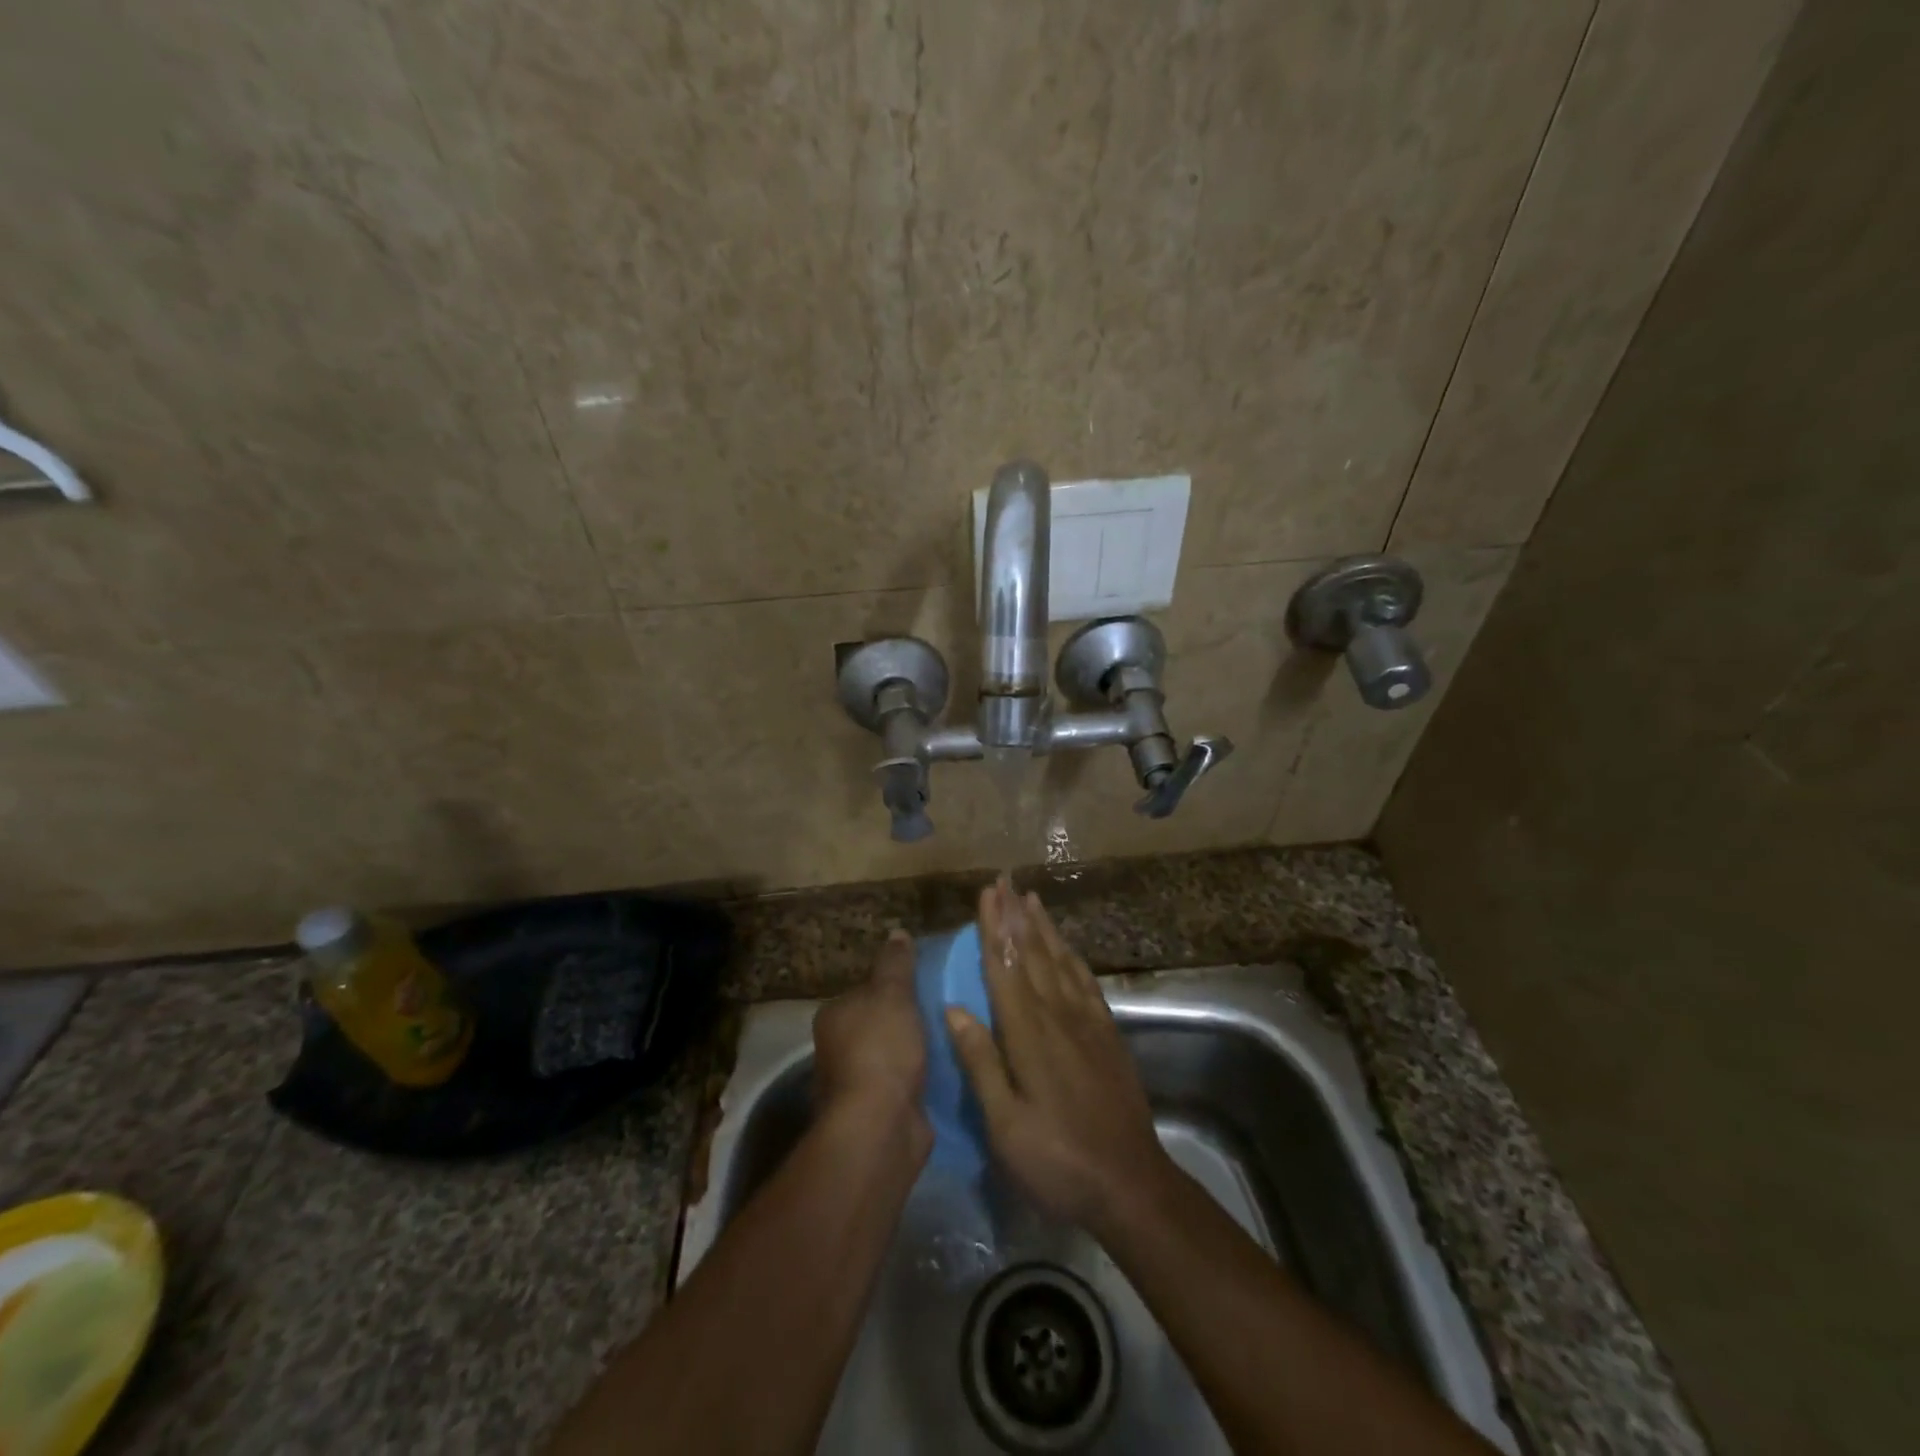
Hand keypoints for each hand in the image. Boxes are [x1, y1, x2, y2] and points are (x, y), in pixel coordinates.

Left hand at [813, 929, 931, 1148]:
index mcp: (833, 1016)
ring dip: (911, 1053)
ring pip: (888, 1057)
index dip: (891, 987)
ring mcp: (855, 1084)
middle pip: (875, 1025)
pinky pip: (901, 1085)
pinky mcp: (876, 1113)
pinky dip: (917, 1080)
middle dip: (901, 1022)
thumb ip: (895, 964)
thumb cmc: (882, 1049)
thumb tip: (897, 932)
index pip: (863, 991)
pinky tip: (942, 1073)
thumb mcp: (893, 994)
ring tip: (947, 1040)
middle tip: (940, 1011)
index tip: (921, 986)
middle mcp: (836, 1049)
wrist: (880, 1125)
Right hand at [946, 878, 1173, 1234]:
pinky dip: (1071, 956)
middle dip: (1015, 915)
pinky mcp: (1108, 1034)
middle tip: (1004, 880)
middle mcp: (1059, 1016)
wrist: (1130, 1184)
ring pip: (1060, 961)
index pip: (1005, 968)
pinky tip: (1065, 946)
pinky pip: (1086, 982)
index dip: (994, 928)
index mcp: (1029, 1034)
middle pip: (1032, 954)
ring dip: (1043, 927)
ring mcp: (1088, 1023)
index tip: (986, 894)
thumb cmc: (1058, 1160)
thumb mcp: (1006, 1125)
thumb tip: (953, 1009)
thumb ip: (981, 1063)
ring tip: (1031, 898)